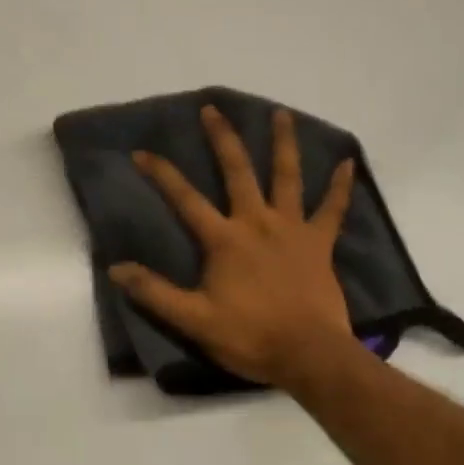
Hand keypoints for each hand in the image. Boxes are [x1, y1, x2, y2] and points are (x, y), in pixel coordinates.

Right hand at [108, 105, 358, 390]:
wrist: (310, 356)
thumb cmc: (251, 337)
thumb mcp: (194, 320)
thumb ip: (155, 293)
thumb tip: (115, 269)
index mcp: (225, 239)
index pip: (185, 199)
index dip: (161, 173)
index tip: (140, 152)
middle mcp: (257, 222)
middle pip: (237, 171)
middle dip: (222, 138)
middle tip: (212, 108)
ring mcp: (292, 229)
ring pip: (287, 177)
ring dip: (283, 144)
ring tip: (281, 113)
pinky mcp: (320, 243)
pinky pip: (333, 210)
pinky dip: (340, 187)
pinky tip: (348, 163)